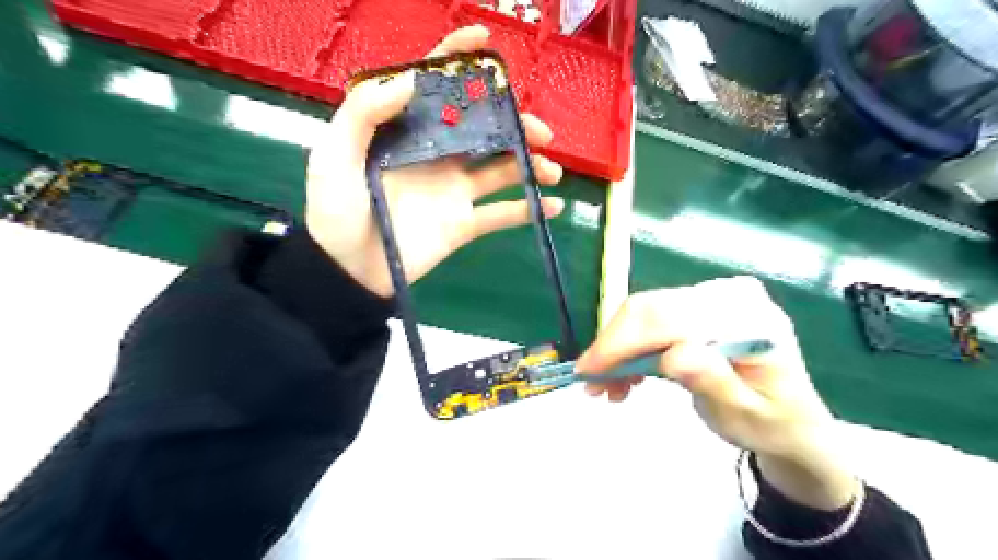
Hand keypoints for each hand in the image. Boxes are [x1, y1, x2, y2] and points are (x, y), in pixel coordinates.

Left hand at [304, 25, 564, 296]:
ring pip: (501, 169)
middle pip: (483, 128)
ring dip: (530, 164)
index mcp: (408, 133)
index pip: (435, 87)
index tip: (485, 40)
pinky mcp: (464, 223)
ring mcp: (454, 190)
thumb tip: (411, 79)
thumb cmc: (336, 211)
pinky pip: (502, 214)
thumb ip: (364, 112)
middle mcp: (436, 155)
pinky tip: (552, 206)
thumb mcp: (334, 155)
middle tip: (539, 131)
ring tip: (551, 169)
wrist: (350, 271)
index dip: (458, 59)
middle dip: (514, 123)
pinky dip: (529, 210)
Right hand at [578, 279, 858, 509]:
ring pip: (644, 313)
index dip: (623, 342)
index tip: (588, 371)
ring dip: (618, 350)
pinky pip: (650, 320)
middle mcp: (728, 295)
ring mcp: (711, 297)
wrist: (789, 418)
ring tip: (609, 388)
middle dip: (613, 346)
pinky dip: (630, 348)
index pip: (670, 318)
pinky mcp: (696, 307)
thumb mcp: (746, 414)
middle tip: (591, 382)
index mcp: (749, 318)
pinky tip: (625, 376)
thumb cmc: (772, 422)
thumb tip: (674, 355)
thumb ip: (714, 382)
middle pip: (650, 309)